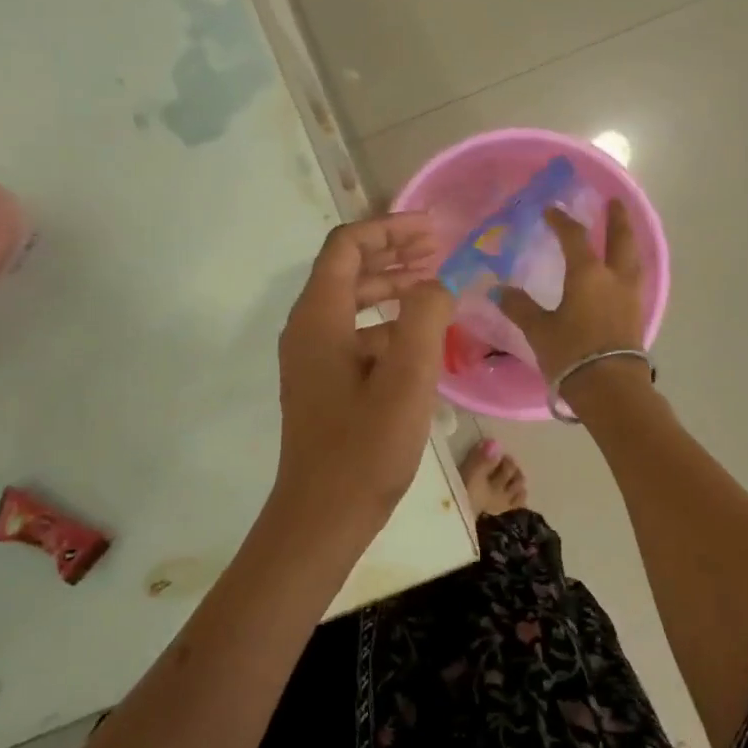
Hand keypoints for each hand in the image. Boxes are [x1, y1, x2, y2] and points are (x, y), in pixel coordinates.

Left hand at [271, 215, 453, 539]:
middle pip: (347, 269)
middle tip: (439, 250)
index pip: (347, 246)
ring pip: (352, 302)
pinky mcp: (323, 382)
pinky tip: (421, 338)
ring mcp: (312, 358)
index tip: (433, 231)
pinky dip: (387, 324)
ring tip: (435, 285)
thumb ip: (425, 317)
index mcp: (319, 318)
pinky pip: (355, 334)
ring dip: (392, 286)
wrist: (322, 518)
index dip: (389, 229)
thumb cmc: (365, 448)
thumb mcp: (408, 378)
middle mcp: (308, 328)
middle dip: (393, 253)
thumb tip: (436, 284)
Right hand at [497, 200, 650, 399]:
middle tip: (614, 202)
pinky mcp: (637, 315)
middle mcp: (614, 278)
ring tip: (622, 234)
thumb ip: (520, 307)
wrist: (610, 388)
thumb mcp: (539, 330)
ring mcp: (630, 297)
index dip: (562, 221)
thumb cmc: (572, 354)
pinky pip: (634, 279)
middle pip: (620, 239)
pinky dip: (628, 266)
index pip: (575, 237)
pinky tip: (622, 272)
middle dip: (616, 219)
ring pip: (633, 258)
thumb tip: (498, 291)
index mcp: (588, 274)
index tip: (552, 210)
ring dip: (627, 241)